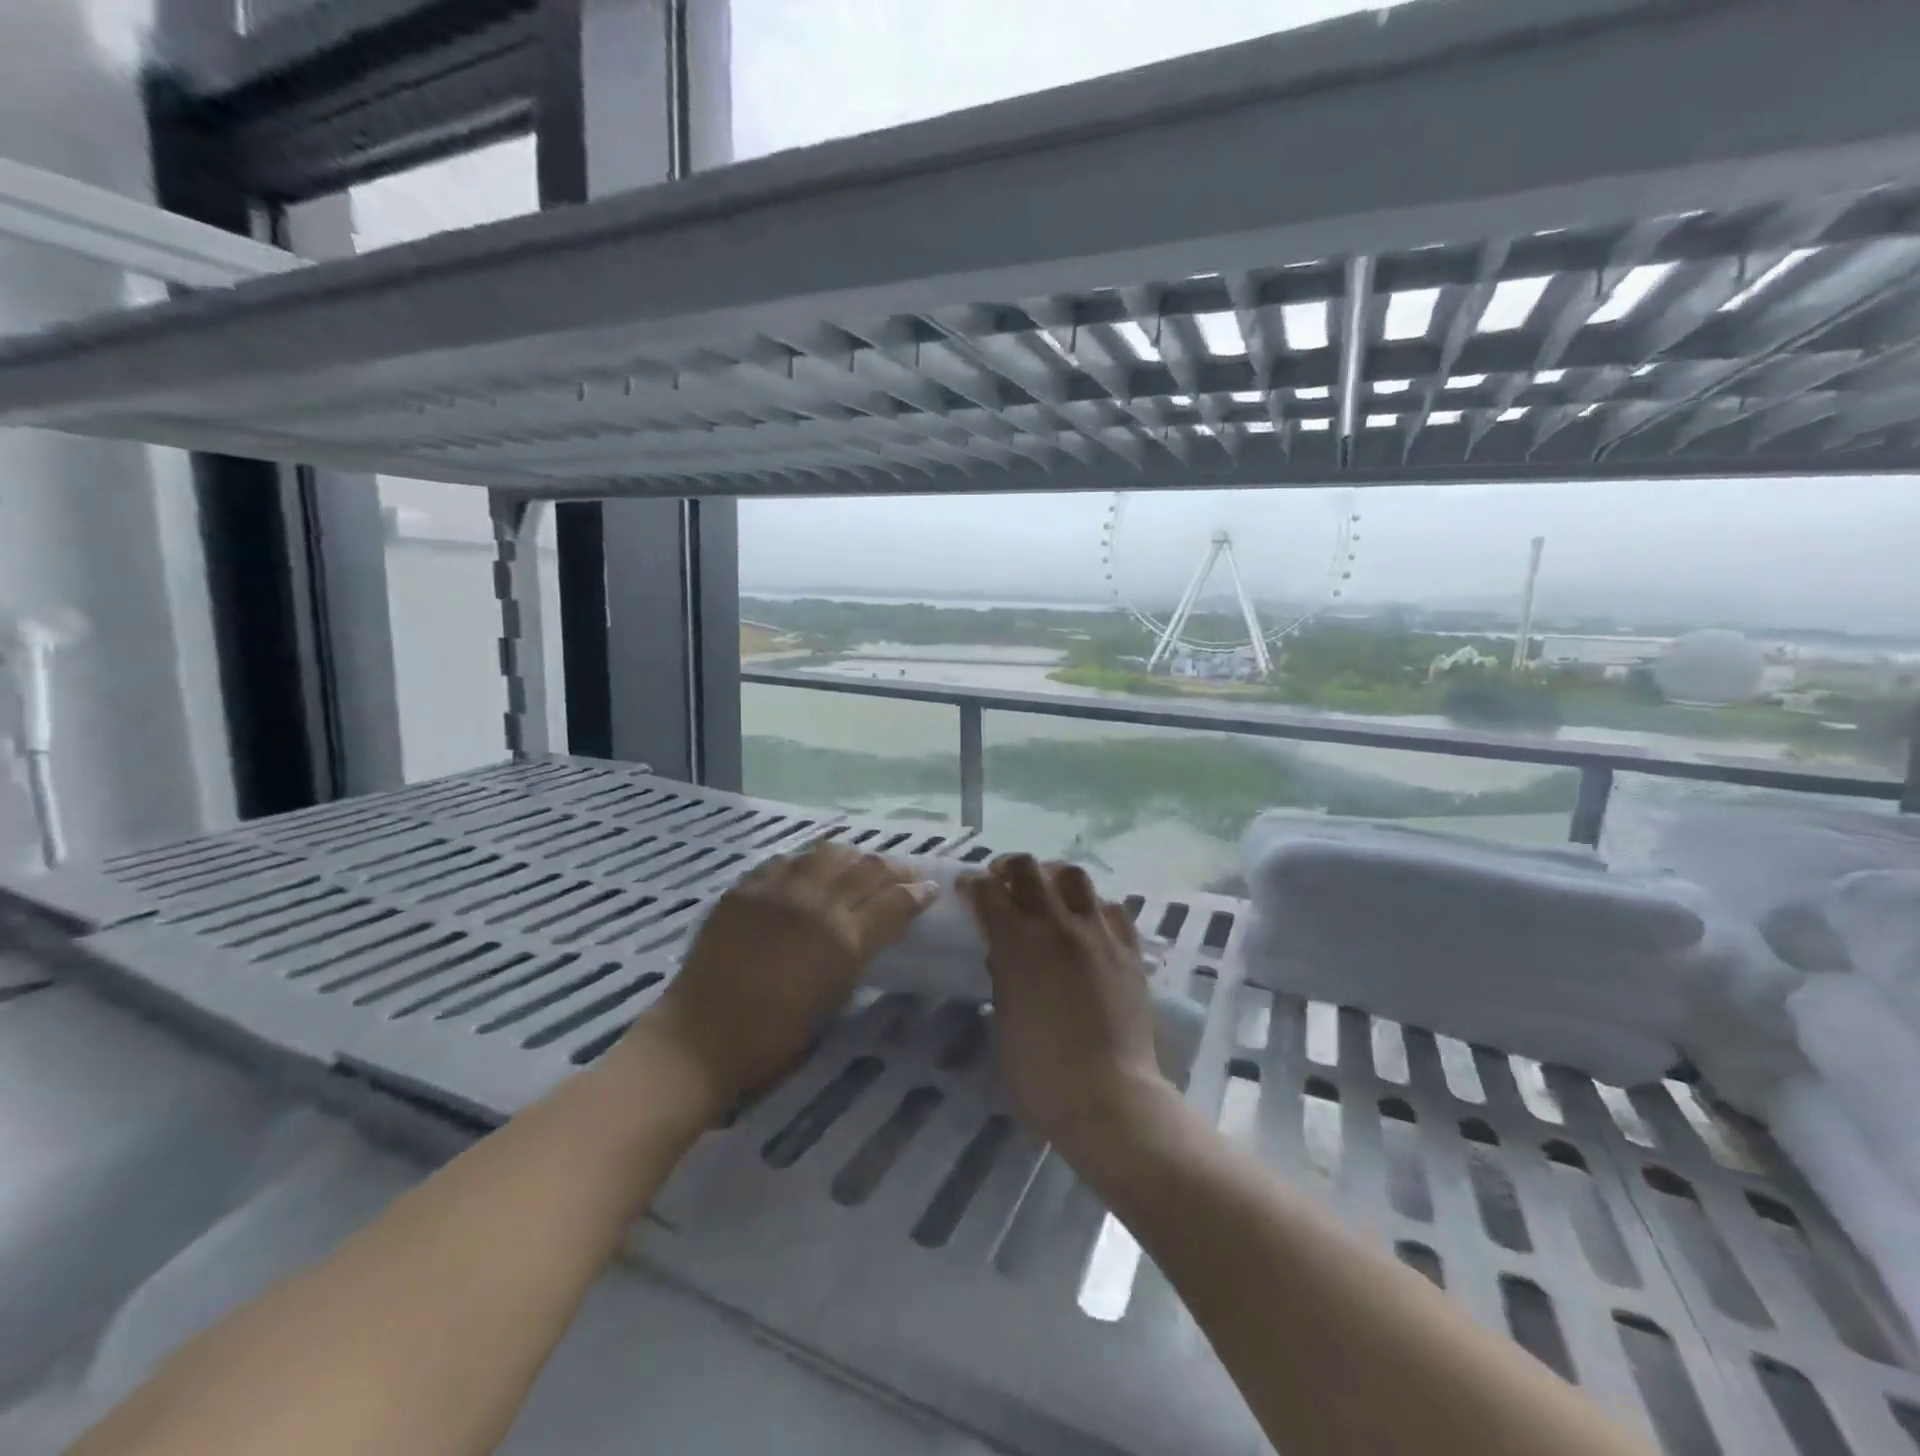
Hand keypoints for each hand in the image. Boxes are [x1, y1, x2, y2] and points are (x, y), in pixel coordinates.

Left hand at [623, 841, 935, 1117]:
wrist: (702, 1035)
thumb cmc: (775, 1036)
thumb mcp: (833, 995)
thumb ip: (858, 953)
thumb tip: (874, 927)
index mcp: (844, 940)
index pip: (895, 901)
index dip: (918, 891)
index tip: (930, 888)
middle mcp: (816, 903)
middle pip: (867, 868)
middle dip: (893, 867)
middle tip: (903, 872)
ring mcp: (779, 889)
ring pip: (828, 852)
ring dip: (852, 857)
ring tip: (857, 865)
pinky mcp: (747, 886)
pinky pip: (787, 860)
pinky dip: (807, 862)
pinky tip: (809, 871)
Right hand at [959, 854, 1174, 1164]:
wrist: (1110, 1098)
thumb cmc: (1042, 1075)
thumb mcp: (1004, 1024)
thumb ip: (1002, 978)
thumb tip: (1004, 955)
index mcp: (1017, 944)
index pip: (989, 893)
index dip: (973, 885)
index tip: (967, 888)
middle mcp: (1057, 926)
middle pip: (1030, 869)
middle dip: (1009, 868)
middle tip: (1002, 880)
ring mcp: (1098, 933)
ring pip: (1074, 876)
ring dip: (1052, 876)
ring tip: (1047, 891)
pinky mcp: (1129, 949)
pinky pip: (1112, 907)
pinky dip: (1093, 905)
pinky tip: (1088, 921)